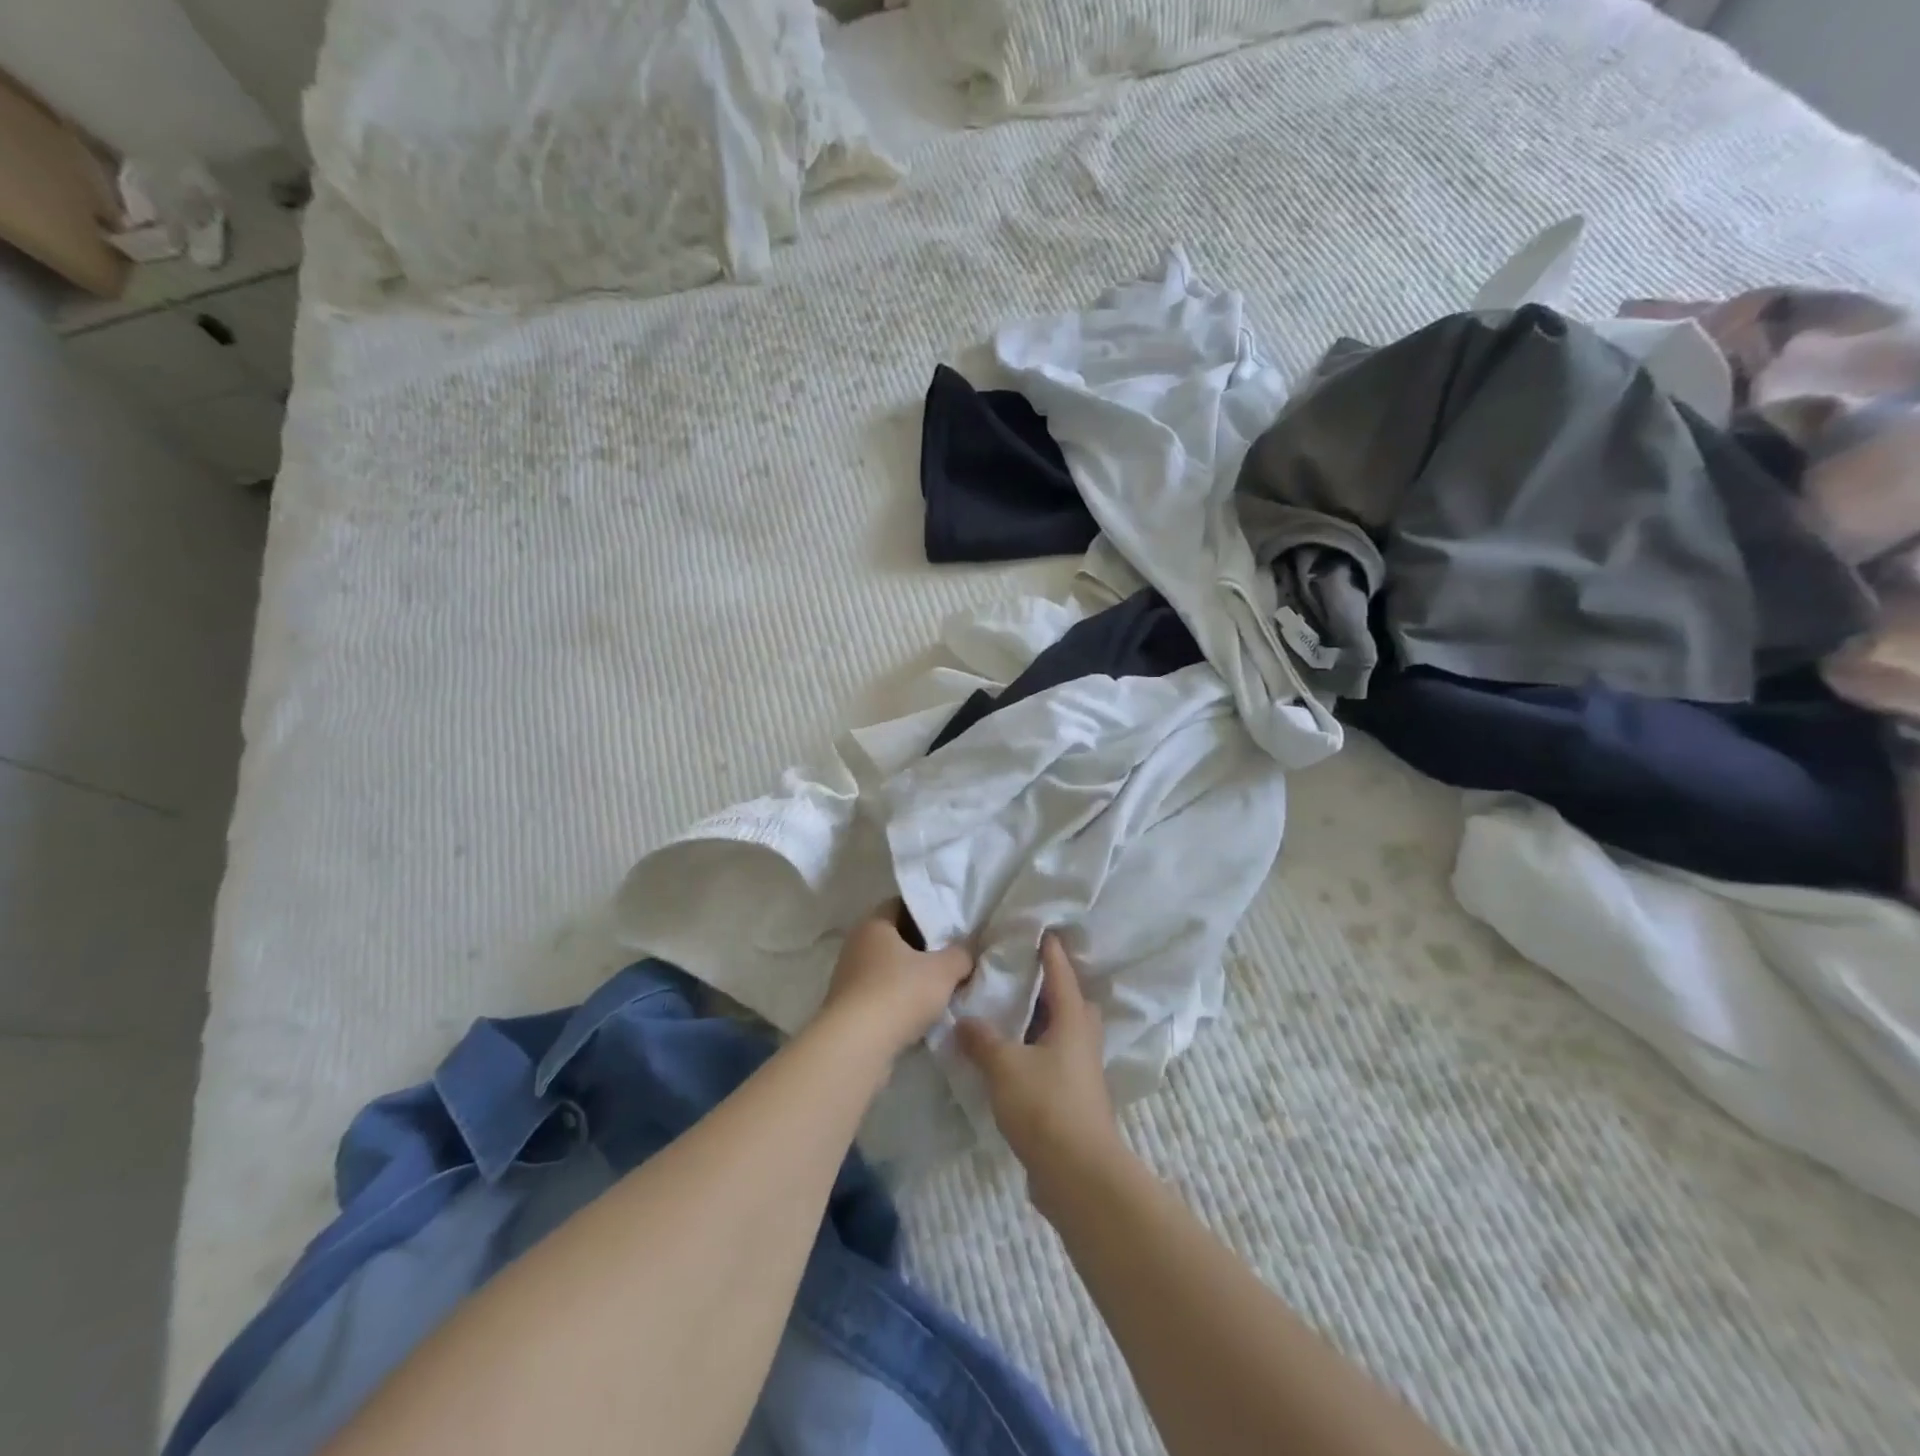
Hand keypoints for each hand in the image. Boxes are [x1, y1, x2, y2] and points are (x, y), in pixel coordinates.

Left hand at [818, 901, 974, 1058]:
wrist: (856, 1046)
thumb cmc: (899, 993)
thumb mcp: (943, 970)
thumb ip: (961, 954)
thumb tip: (968, 950)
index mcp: (874, 924)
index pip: (902, 905)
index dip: (928, 912)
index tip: (951, 925)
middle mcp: (856, 945)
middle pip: (896, 938)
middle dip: (923, 948)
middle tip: (952, 956)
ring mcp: (849, 978)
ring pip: (889, 969)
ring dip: (912, 977)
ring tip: (942, 988)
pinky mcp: (848, 1009)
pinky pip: (881, 996)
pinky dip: (900, 1001)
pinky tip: (922, 1014)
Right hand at [956, 933, 1124, 1217]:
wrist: (1078, 1175)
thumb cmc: (1046, 1107)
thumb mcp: (1004, 1066)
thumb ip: (982, 1040)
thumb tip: (964, 1020)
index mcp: (1072, 1022)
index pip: (1061, 975)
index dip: (1051, 952)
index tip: (1042, 931)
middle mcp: (1083, 1041)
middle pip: (1072, 1004)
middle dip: (1053, 988)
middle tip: (1023, 976)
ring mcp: (1082, 1073)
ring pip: (1065, 1035)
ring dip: (1044, 1022)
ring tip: (1011, 1015)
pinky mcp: (1075, 1100)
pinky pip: (1056, 1062)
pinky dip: (1037, 1052)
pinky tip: (1013, 1059)